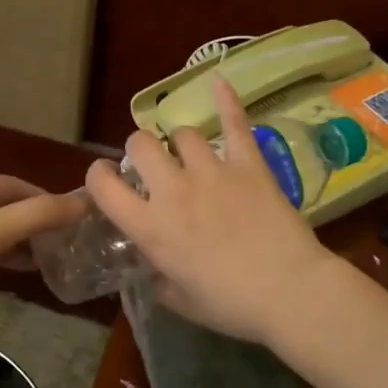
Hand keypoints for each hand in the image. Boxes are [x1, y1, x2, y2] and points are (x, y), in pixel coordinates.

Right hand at [86, 78, 337, 342]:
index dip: (98, 176)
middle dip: (139, 151)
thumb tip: (155, 265)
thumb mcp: (179, 300)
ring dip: (179, 143)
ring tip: (187, 154)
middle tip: (151, 166)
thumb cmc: (231, 305)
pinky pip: (234, 124)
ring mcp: (212, 172)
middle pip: (140, 144)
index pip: (103, 186)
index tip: (106, 179)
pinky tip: (219, 82)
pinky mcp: (248, 165)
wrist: (290, 292)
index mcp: (150, 227)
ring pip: (181, 134)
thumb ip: (158, 277)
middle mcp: (173, 191)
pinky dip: (226, 101)